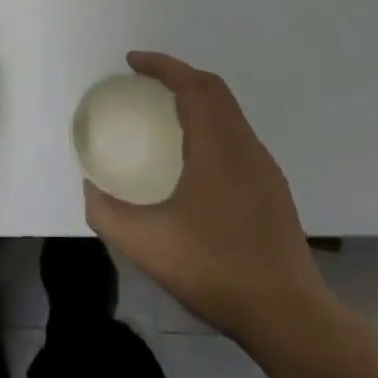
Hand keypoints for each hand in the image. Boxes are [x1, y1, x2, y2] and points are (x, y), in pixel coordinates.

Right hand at [83, 52, 340, 350]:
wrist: (287, 314)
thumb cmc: (214, 270)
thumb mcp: (144, 244)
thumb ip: (107, 213)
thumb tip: (90, 188)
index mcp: (218, 149)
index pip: (193, 86)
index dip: (162, 66)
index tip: (131, 62)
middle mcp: (246, 149)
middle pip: (215, 92)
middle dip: (179, 77)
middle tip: (144, 84)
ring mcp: (265, 171)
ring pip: (231, 116)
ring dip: (198, 102)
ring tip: (164, 117)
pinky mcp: (273, 192)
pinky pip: (238, 140)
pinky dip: (211, 128)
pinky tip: (192, 163)